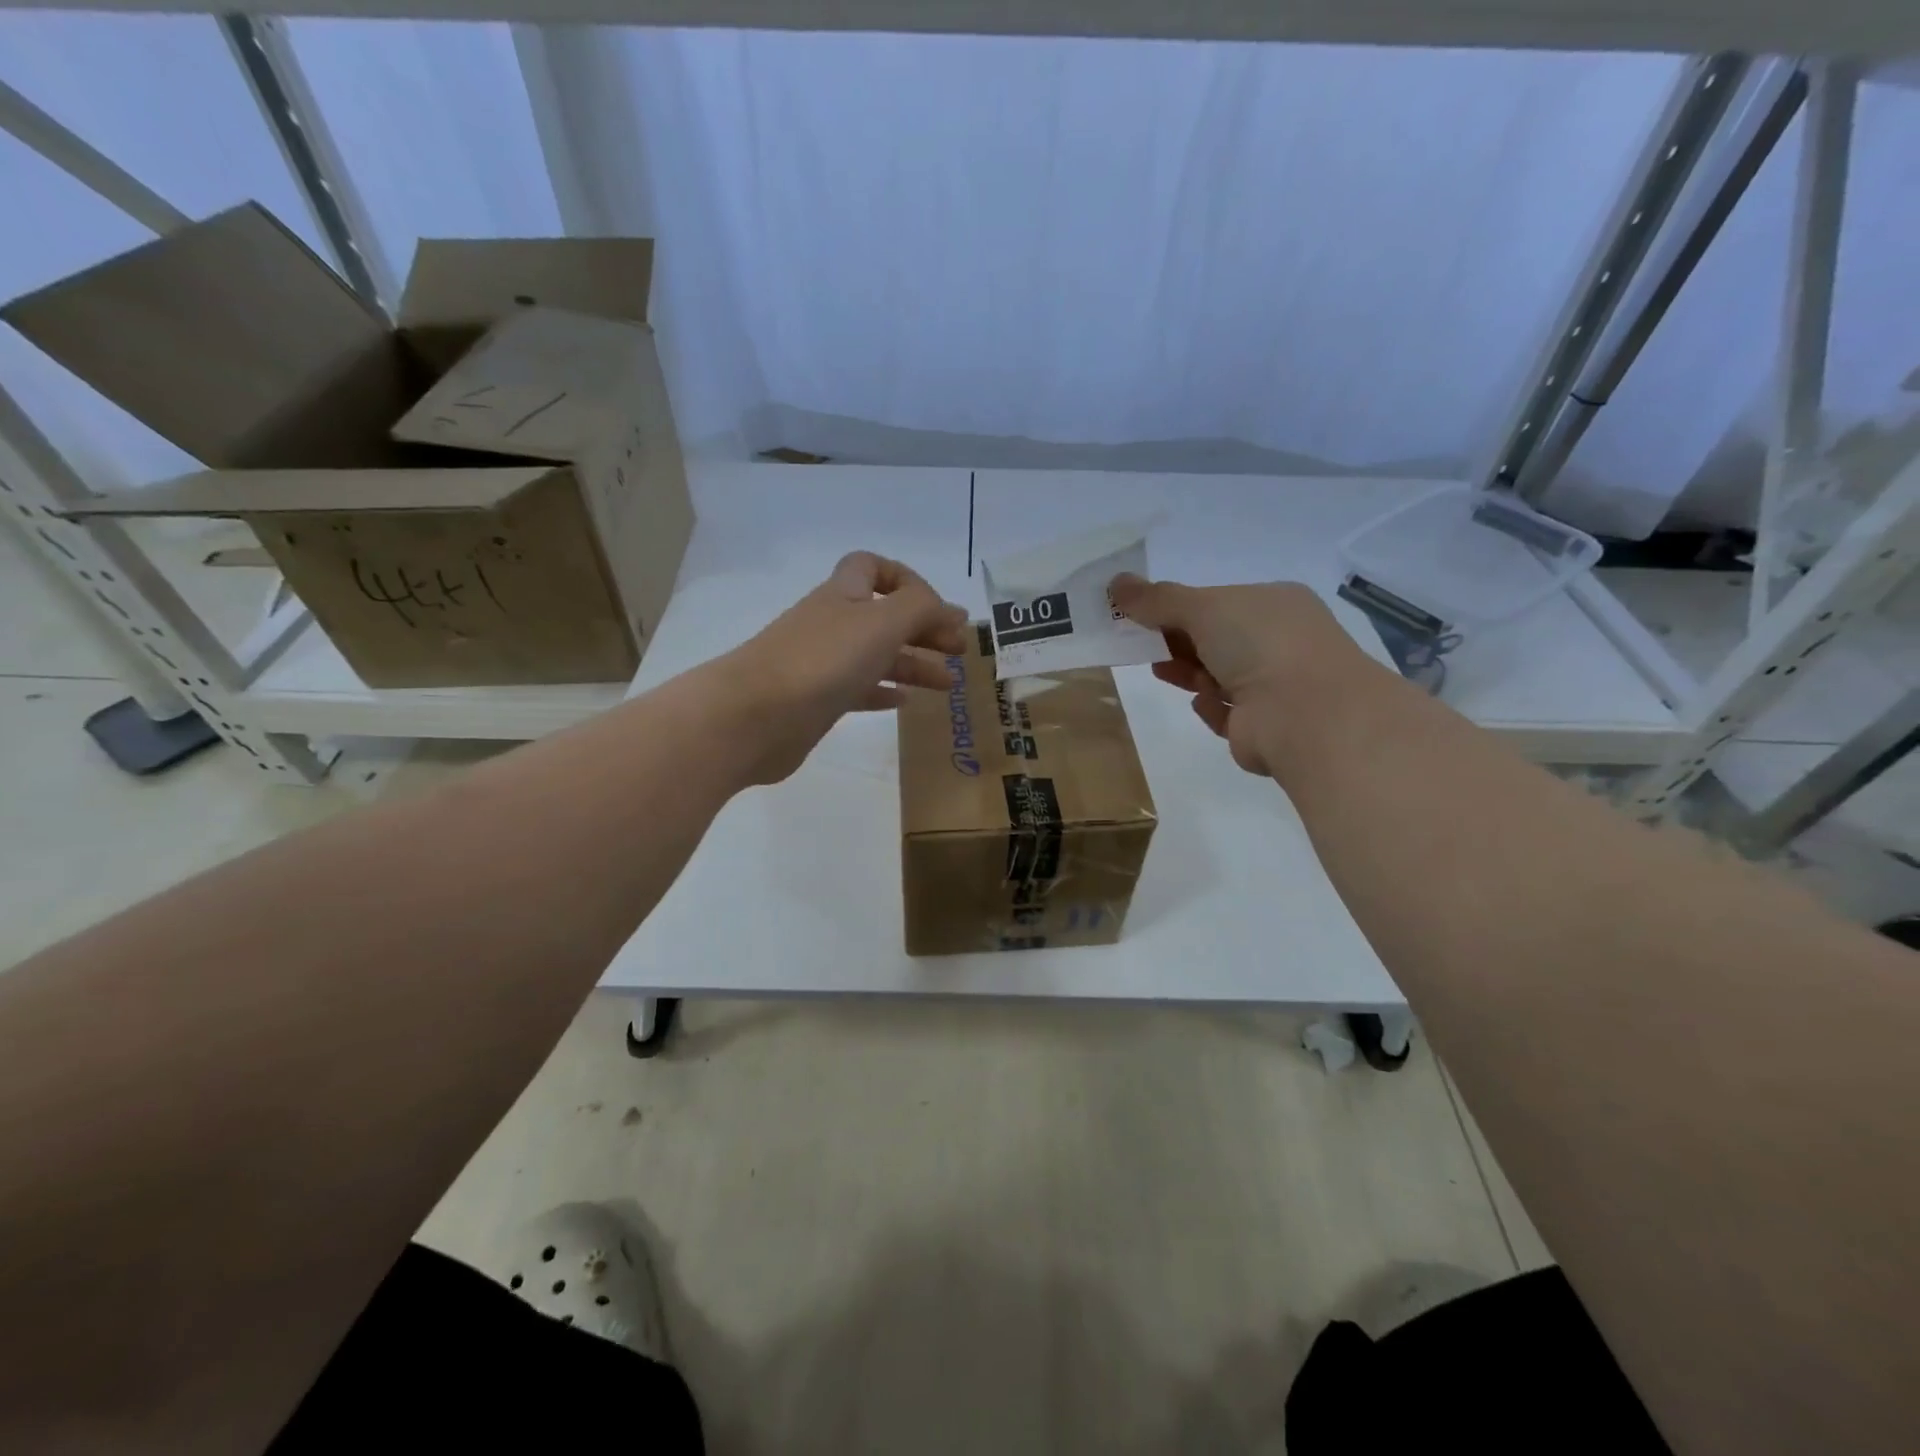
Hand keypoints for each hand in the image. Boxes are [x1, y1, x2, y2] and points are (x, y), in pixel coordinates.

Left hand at [718, 552, 967, 784]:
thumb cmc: (822, 660)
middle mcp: (833, 624)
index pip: (872, 567)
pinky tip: (906, 702)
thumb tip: (948, 610)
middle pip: (884, 616)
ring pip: (876, 655)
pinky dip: (885, 691)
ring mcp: (823, 664)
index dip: (906, 579)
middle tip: (960, 650)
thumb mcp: (882, 622)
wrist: (754, 716)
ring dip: (913, 664)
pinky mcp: (818, 701)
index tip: (937, 607)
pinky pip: (859, 690)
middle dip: (923, 628)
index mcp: (844, 595)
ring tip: (948, 683)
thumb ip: (921, 608)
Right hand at [1108, 574, 1368, 776]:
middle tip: (1140, 644)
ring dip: (1190, 672)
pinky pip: (1229, 712)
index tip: (1144, 616)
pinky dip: (1212, 707)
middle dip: (1179, 641)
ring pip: (1221, 675)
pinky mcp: (1264, 727)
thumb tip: (1115, 583)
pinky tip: (1201, 703)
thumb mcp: (1202, 608)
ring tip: (1158, 670)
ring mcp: (1277, 687)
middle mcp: (1282, 642)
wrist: (1305, 715)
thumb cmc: (1259, 644)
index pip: (1221, 602)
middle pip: (1218, 639)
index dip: (1181, 608)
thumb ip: (1156, 599)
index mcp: (1276, 604)